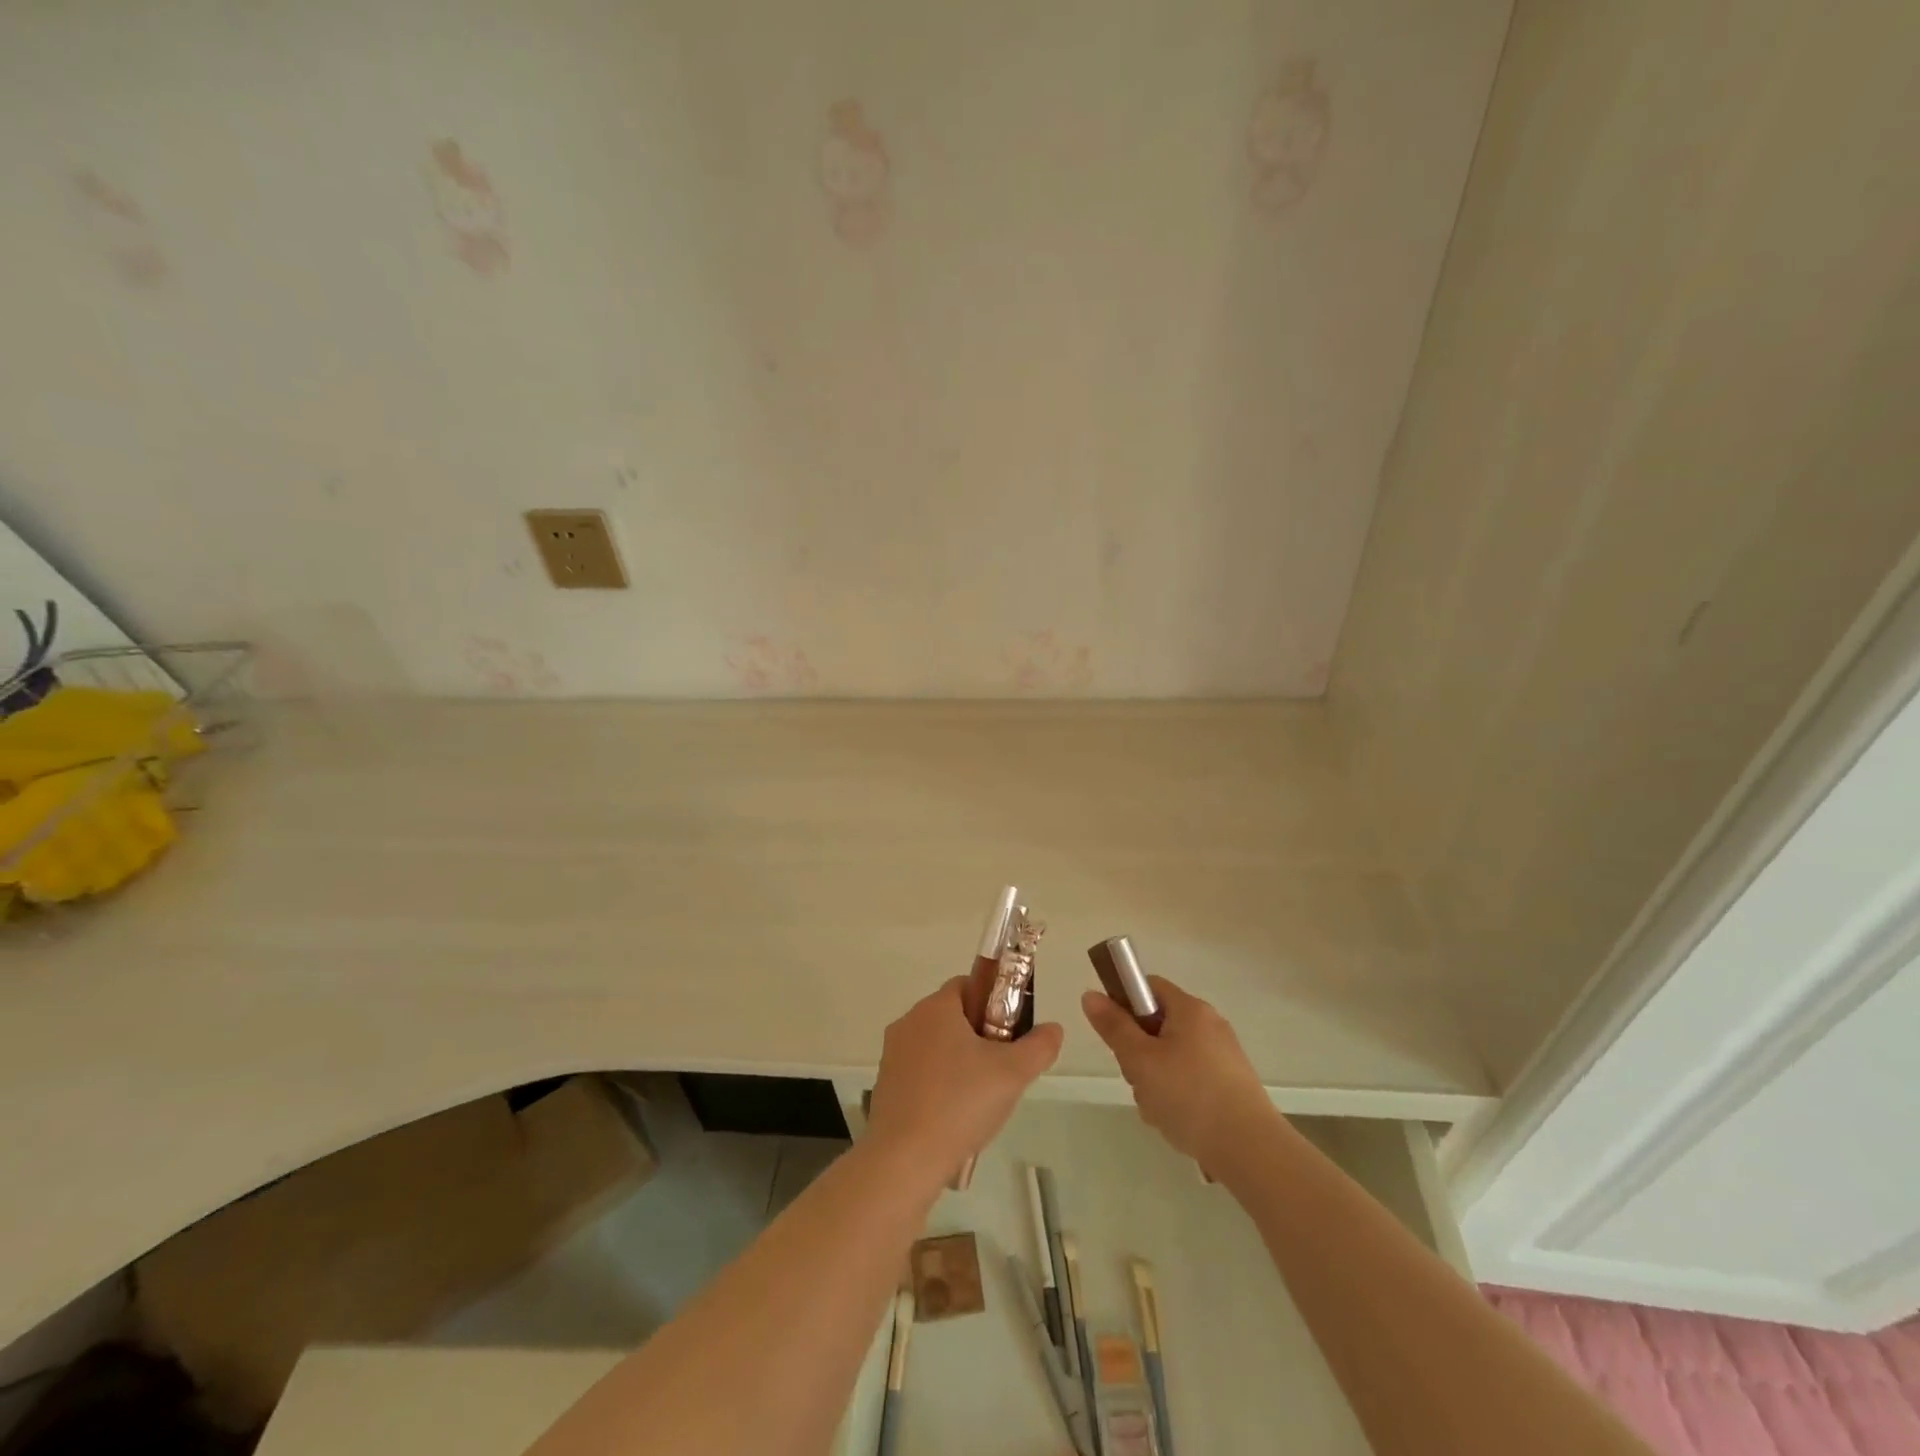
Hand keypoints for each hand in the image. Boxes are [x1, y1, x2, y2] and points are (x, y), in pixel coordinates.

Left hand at [867, 977, 1062, 1187]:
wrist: (904, 1160)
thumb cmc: (960, 1103)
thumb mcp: (1013, 1073)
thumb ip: (1039, 1046)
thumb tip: (1053, 1028)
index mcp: (936, 1007)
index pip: (969, 985)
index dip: (995, 1002)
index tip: (1011, 1033)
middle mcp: (909, 1022)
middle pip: (953, 1016)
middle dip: (981, 1036)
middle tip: (1003, 1068)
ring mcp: (892, 1055)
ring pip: (937, 1046)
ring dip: (961, 1063)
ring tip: (982, 1098)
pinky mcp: (885, 1085)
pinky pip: (921, 1073)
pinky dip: (940, 1085)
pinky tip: (955, 1117)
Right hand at [1081, 976, 1277, 1169]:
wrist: (1251, 1150)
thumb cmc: (1189, 1095)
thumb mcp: (1140, 1060)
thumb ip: (1114, 1027)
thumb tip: (1090, 994)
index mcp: (1190, 1009)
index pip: (1148, 986)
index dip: (1124, 1003)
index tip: (1115, 1034)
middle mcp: (1210, 1025)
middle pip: (1158, 1025)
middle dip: (1139, 1053)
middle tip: (1137, 1079)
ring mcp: (1223, 1057)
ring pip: (1171, 1058)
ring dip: (1155, 1081)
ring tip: (1159, 1110)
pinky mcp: (1231, 1086)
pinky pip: (1190, 1081)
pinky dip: (1177, 1097)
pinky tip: (1177, 1123)